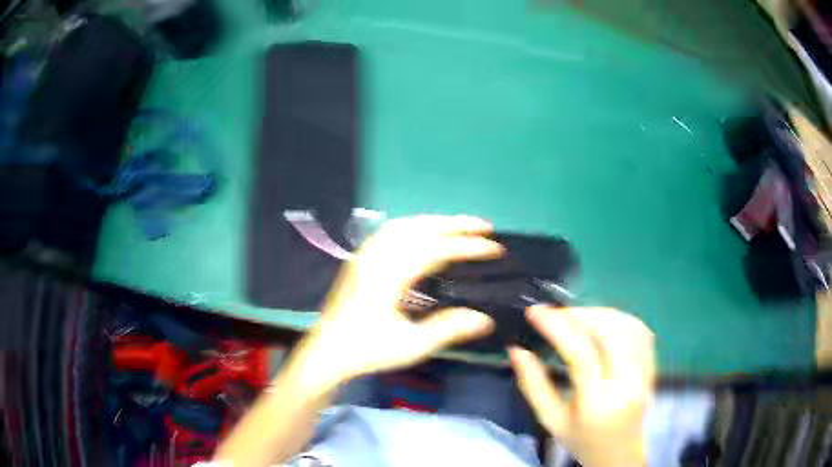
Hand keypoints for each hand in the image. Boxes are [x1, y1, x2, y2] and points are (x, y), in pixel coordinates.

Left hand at [303, 215, 502, 384]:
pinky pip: (391, 231)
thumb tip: (486, 319)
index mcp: (390, 273)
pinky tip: (423, 236)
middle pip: (420, 227)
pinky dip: (414, 227)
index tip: (496, 248)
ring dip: (434, 221)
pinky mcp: (361, 259)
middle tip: (485, 226)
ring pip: (404, 224)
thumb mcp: (412, 344)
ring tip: (459, 227)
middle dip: (455, 223)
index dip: (469, 246)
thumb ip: (449, 328)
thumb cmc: (367, 350)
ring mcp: (366, 254)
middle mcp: (377, 255)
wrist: (327, 351)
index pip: (437, 249)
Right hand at [510, 306, 654, 466]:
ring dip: (600, 313)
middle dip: (580, 314)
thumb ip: (533, 386)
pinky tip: (602, 322)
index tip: (535, 312)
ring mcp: (645, 373)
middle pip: (611, 333)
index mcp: (597, 404)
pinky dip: (620, 318)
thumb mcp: (550, 420)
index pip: (581, 354)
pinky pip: (641, 331)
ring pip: (629, 326)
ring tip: (576, 316)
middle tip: (556, 313)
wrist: (619, 455)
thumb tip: (517, 350)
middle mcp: (627, 385)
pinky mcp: (653, 366)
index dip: (557, 327)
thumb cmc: (581, 440)